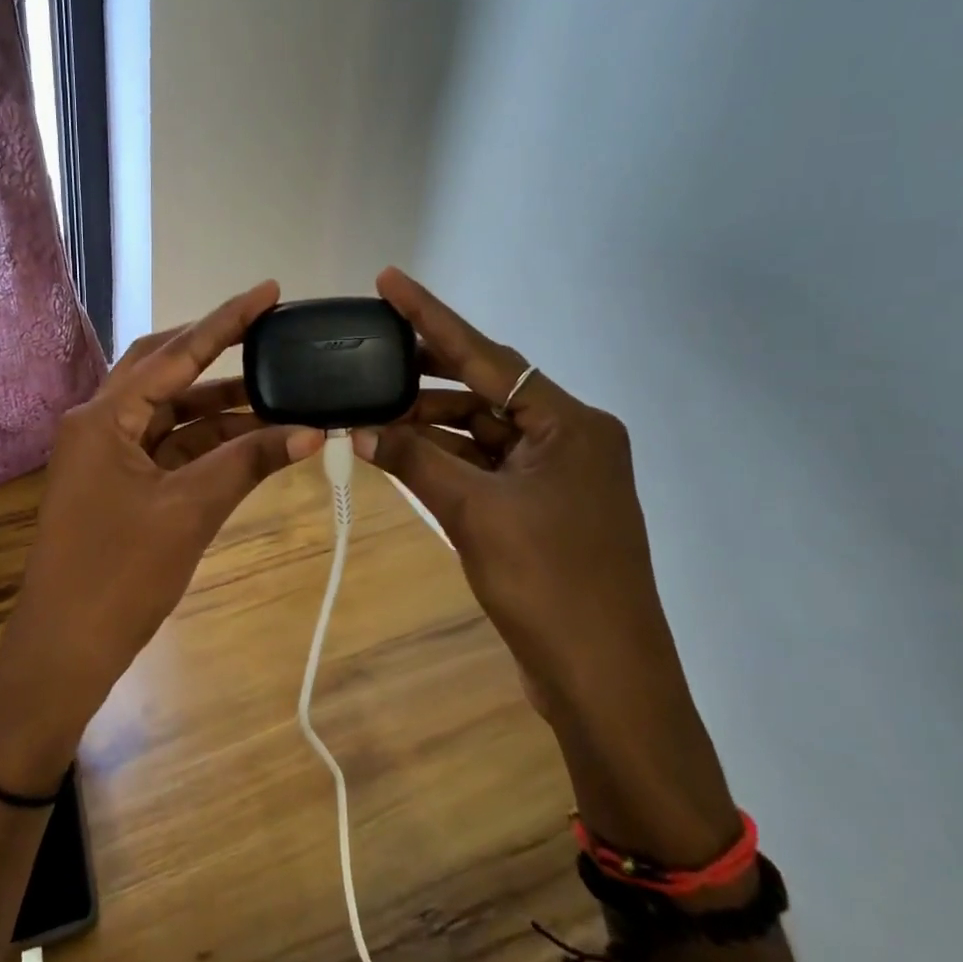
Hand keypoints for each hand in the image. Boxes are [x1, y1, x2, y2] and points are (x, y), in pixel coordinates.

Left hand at [0, 282, 322, 792]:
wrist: (65, 651)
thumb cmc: (119, 576)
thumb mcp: (190, 512)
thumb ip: (247, 462)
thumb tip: (311, 430)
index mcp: (103, 416)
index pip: (175, 354)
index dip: (225, 321)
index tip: (268, 291)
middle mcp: (99, 422)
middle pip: (164, 370)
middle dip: (217, 352)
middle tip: (270, 333)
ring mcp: (106, 454)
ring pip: (169, 412)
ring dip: (219, 405)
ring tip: (278, 391)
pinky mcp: (117, 483)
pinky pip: (167, 447)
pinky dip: (206, 442)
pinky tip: (250, 437)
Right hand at [357, 267, 737, 863]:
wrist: (605, 680)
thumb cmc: (549, 585)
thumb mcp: (474, 514)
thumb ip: (415, 461)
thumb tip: (357, 429)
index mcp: (570, 424)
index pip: (486, 356)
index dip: (431, 317)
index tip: (389, 281)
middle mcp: (570, 437)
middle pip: (486, 387)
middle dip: (426, 371)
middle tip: (370, 348)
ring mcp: (559, 474)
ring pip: (483, 428)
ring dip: (431, 421)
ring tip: (372, 407)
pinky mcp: (544, 506)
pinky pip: (487, 463)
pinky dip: (446, 457)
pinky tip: (401, 449)